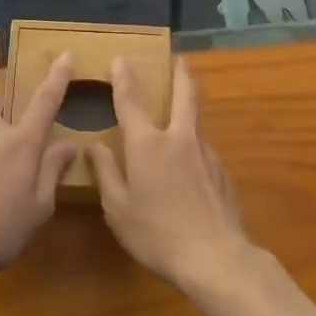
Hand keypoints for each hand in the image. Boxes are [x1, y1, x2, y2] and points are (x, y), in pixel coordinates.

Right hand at [88, 58, 254, 293]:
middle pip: (184, 95)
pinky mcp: (222, 172)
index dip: (124, 79)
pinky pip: (202, 151)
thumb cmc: (158, 234)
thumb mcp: (118, 209)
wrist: (216, 257)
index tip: (121, 59)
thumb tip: (94, 146)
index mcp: (148, 144)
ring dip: (188, 111)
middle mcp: (178, 138)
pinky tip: (189, 171)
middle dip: (180, 73)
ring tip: (180, 116)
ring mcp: (205, 153)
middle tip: (179, 59)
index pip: (131, 102)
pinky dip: (193, 149)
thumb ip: (106, 174)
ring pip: (195, 122)